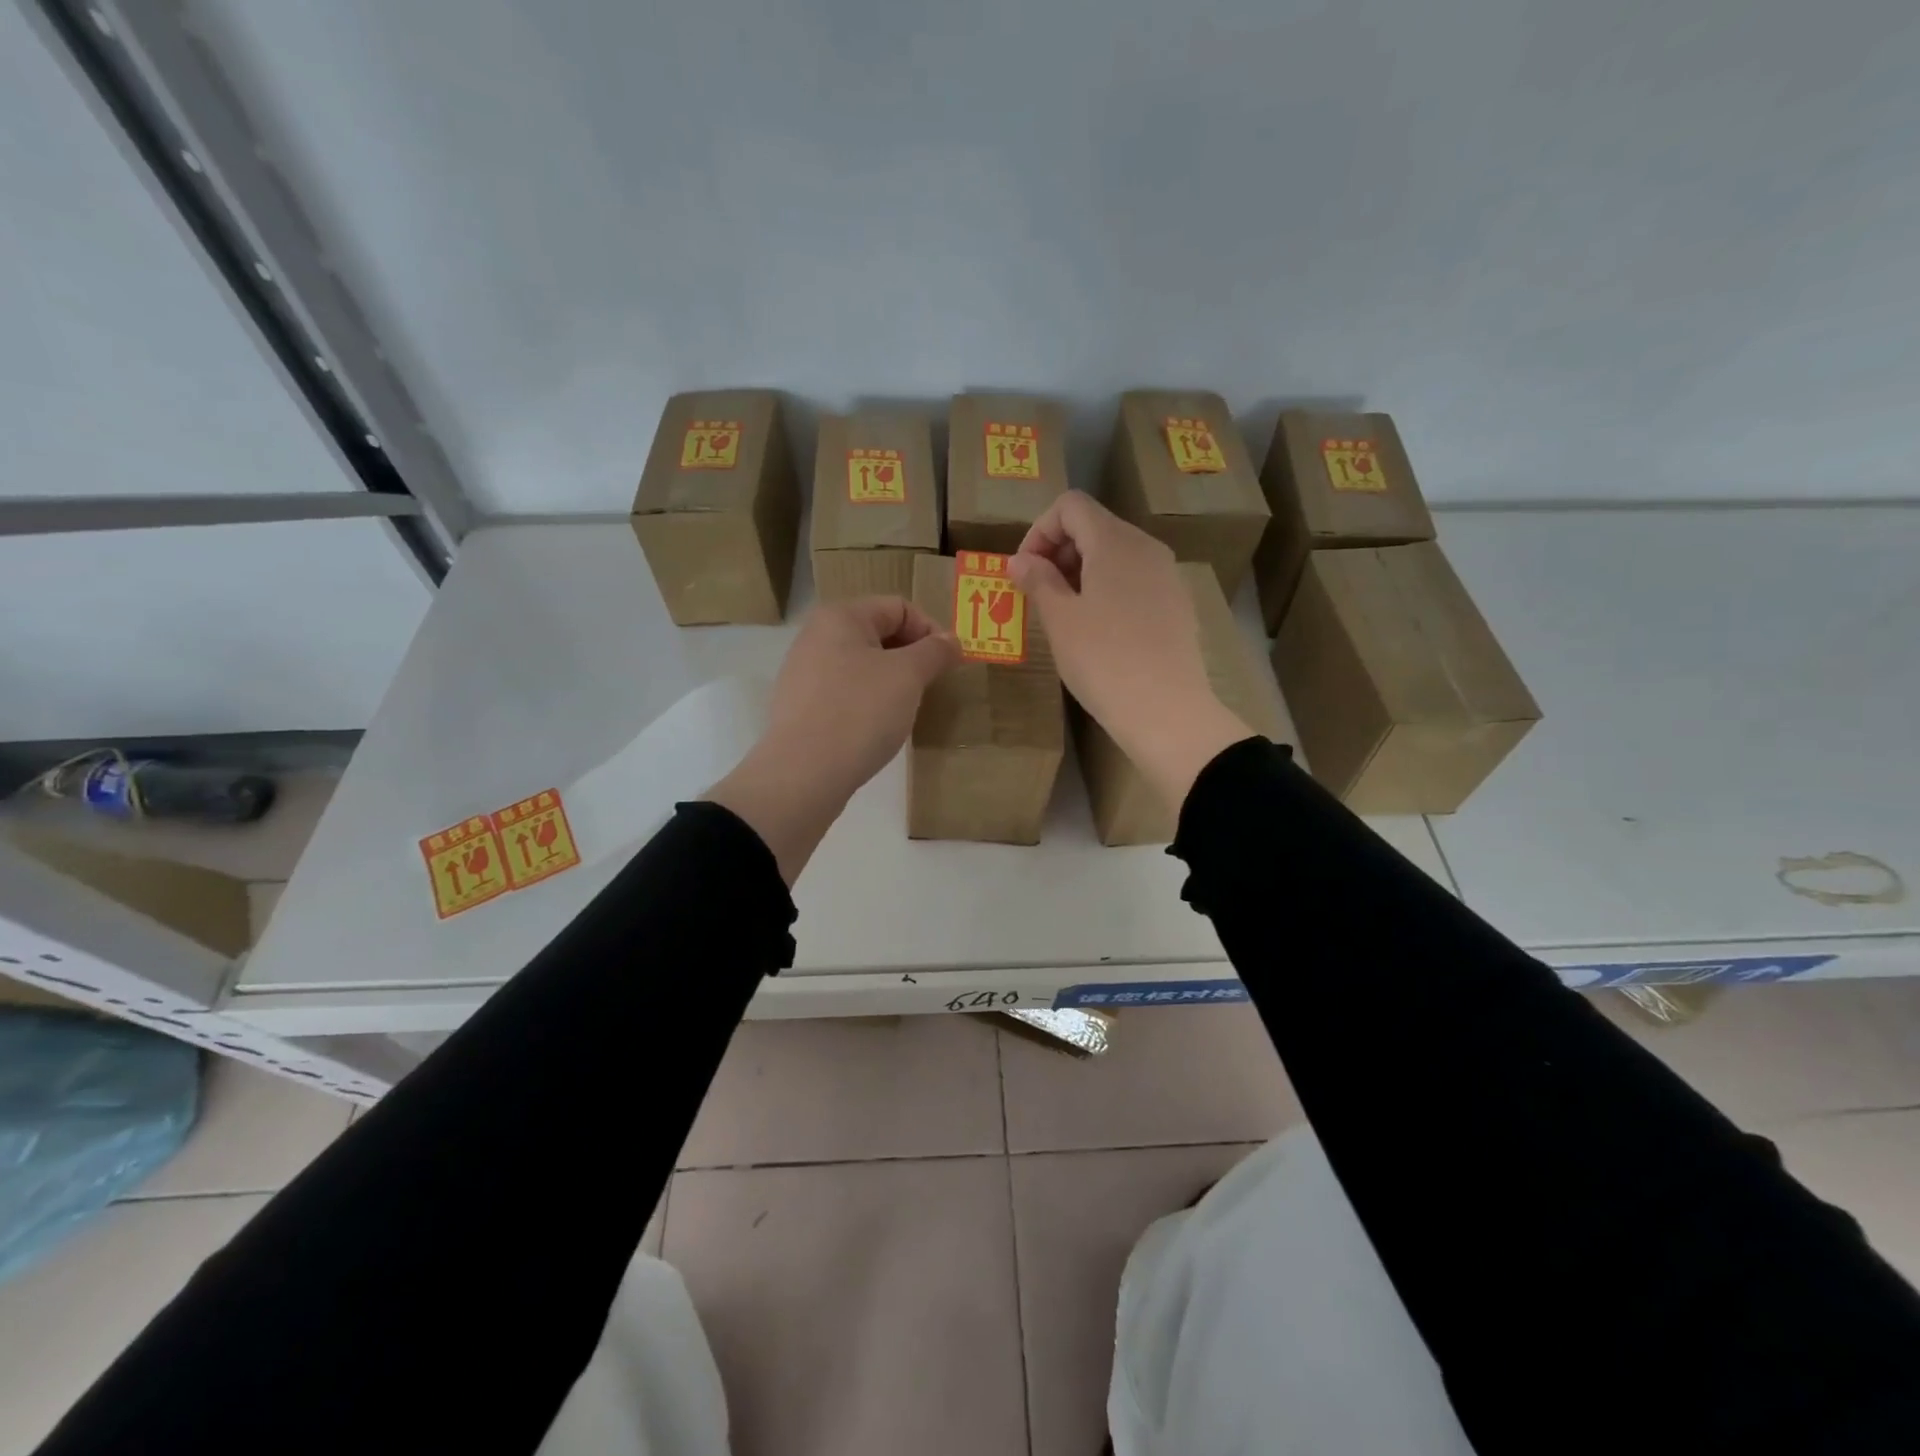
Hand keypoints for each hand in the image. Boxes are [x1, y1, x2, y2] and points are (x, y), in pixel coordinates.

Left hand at [706, 596, 958, 882]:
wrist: (803, 774)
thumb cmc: (860, 712)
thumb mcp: (908, 676)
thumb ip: (934, 651)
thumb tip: (951, 640)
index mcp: (840, 616)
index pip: (899, 607)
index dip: (930, 631)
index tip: (948, 665)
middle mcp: (816, 636)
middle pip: (879, 634)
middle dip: (911, 657)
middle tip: (930, 688)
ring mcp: (804, 673)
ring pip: (863, 666)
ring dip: (891, 682)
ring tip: (904, 711)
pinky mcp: (801, 707)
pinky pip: (845, 693)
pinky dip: (868, 703)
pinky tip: (875, 729)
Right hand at [1011, 493, 1251, 811]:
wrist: (1167, 710)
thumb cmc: (1103, 660)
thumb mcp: (1060, 620)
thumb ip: (1038, 580)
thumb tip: (1020, 559)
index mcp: (1115, 541)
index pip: (1070, 506)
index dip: (1039, 531)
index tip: (1024, 571)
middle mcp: (1146, 547)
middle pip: (1095, 526)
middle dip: (1058, 551)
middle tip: (1038, 594)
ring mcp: (1167, 575)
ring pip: (1116, 554)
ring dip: (1081, 572)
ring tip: (1064, 614)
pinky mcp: (1177, 604)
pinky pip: (1134, 580)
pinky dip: (1107, 589)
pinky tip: (1098, 630)